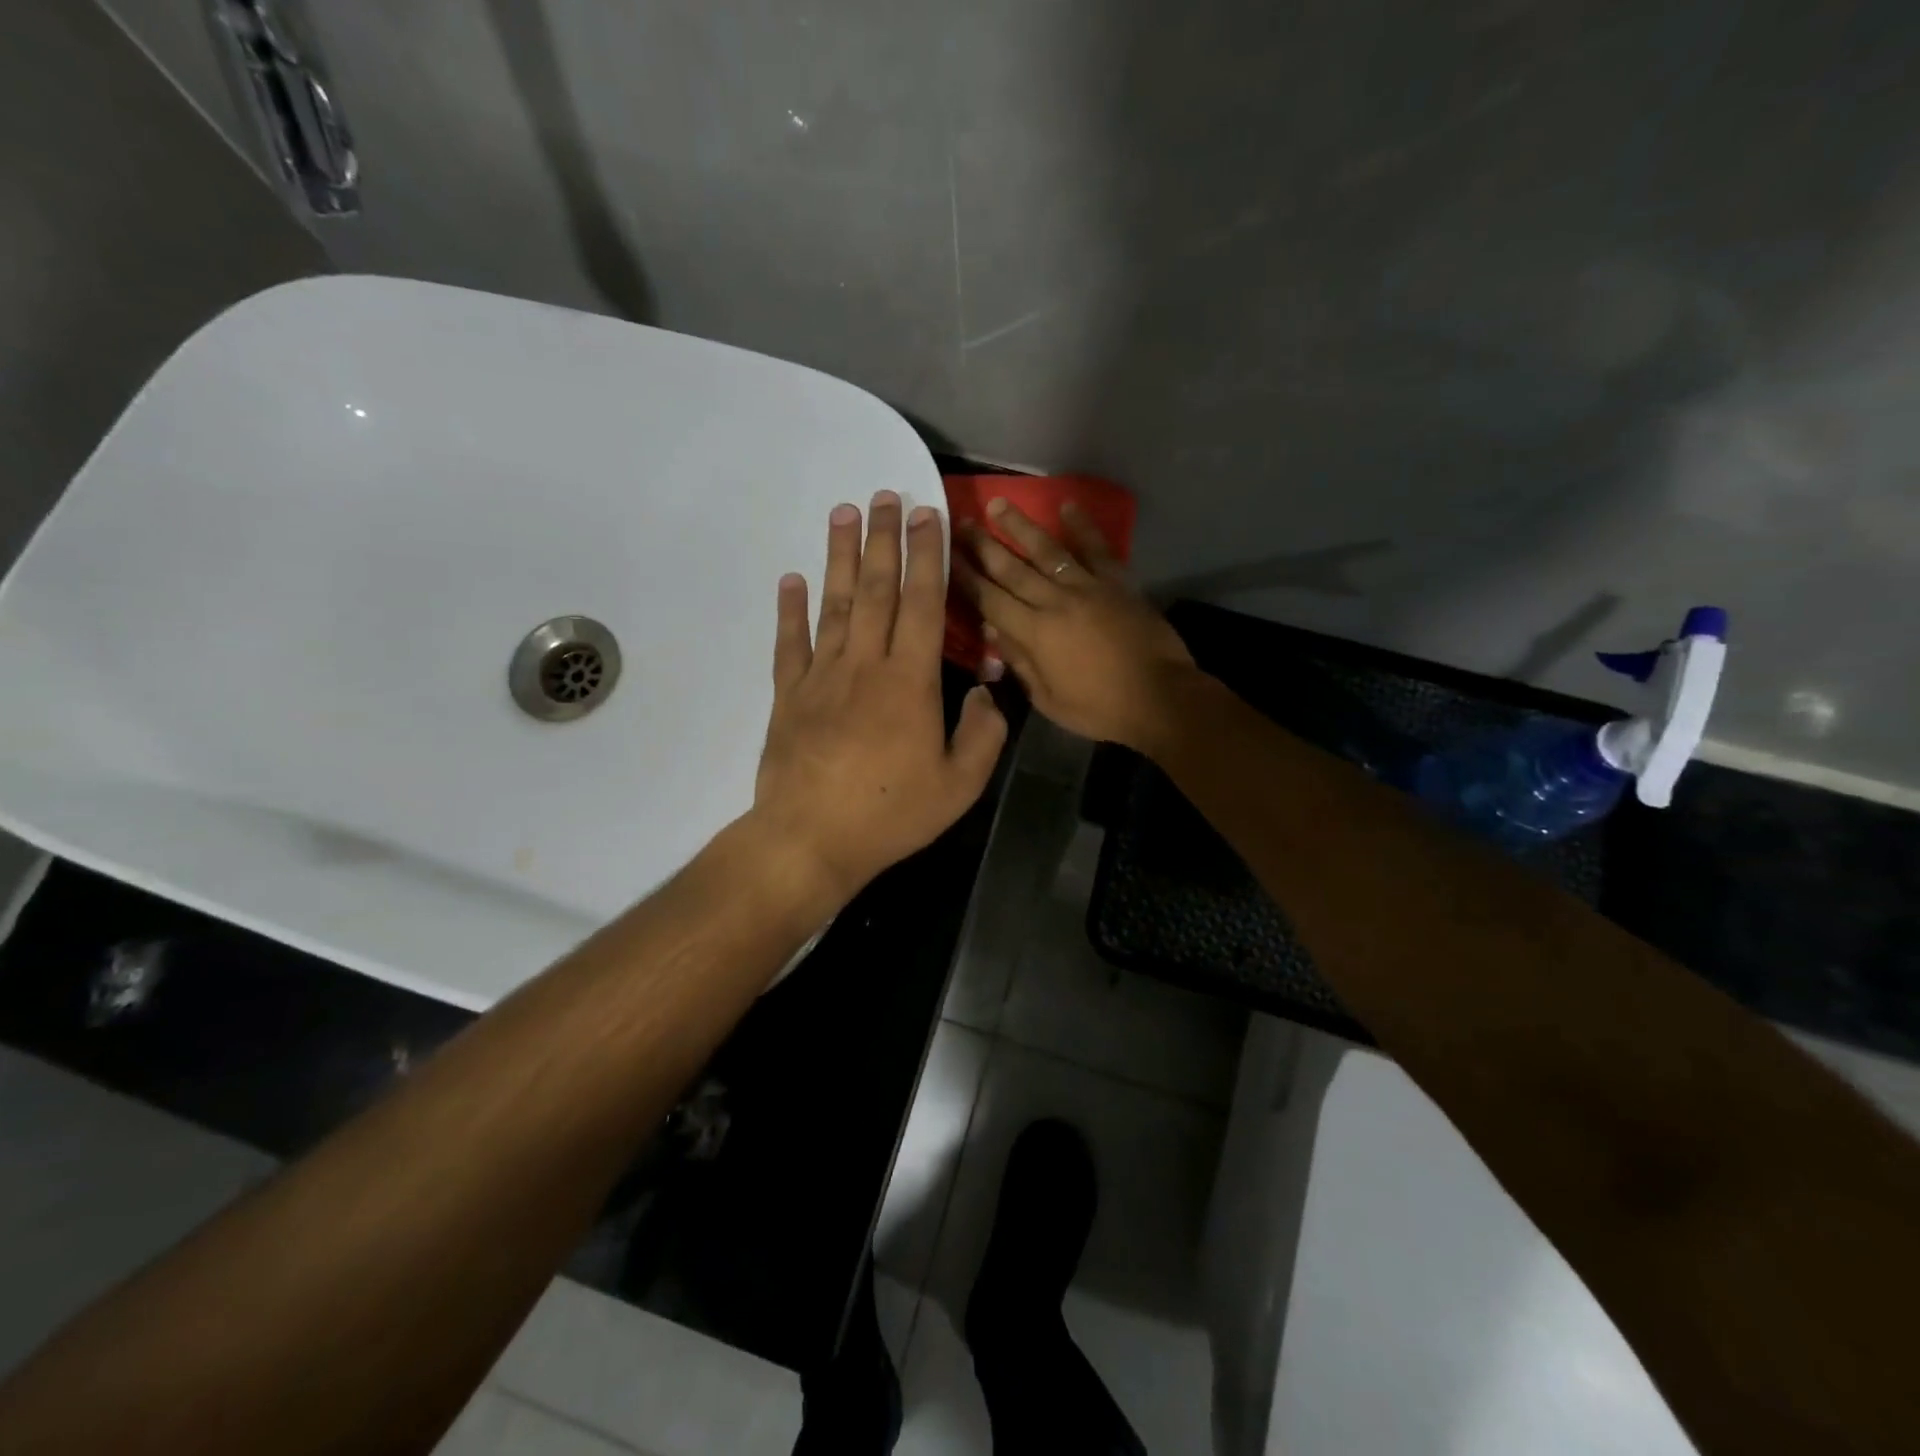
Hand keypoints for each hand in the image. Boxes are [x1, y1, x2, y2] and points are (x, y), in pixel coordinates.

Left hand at [751, 491, 1006, 909]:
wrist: (811, 839)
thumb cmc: (891, 813)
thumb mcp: (960, 786)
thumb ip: (983, 734)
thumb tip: (986, 691)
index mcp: (910, 682)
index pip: (922, 604)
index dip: (927, 557)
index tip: (927, 515)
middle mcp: (865, 665)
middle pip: (876, 590)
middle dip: (884, 540)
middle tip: (885, 495)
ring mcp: (821, 677)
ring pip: (834, 605)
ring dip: (840, 557)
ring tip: (843, 513)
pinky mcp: (788, 695)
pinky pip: (790, 643)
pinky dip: (790, 609)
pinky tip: (792, 579)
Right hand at [954, 498, 1196, 750]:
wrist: (1160, 697)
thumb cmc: (1099, 708)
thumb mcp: (1048, 699)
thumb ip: (1020, 663)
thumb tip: (992, 630)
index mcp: (1035, 633)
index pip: (990, 600)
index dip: (966, 578)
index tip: (945, 557)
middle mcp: (1055, 601)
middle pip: (1012, 568)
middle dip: (983, 545)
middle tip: (960, 522)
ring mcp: (1088, 587)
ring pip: (1048, 551)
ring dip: (1021, 527)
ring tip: (998, 504)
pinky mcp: (1117, 583)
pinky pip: (1097, 549)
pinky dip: (1082, 527)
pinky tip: (1066, 506)